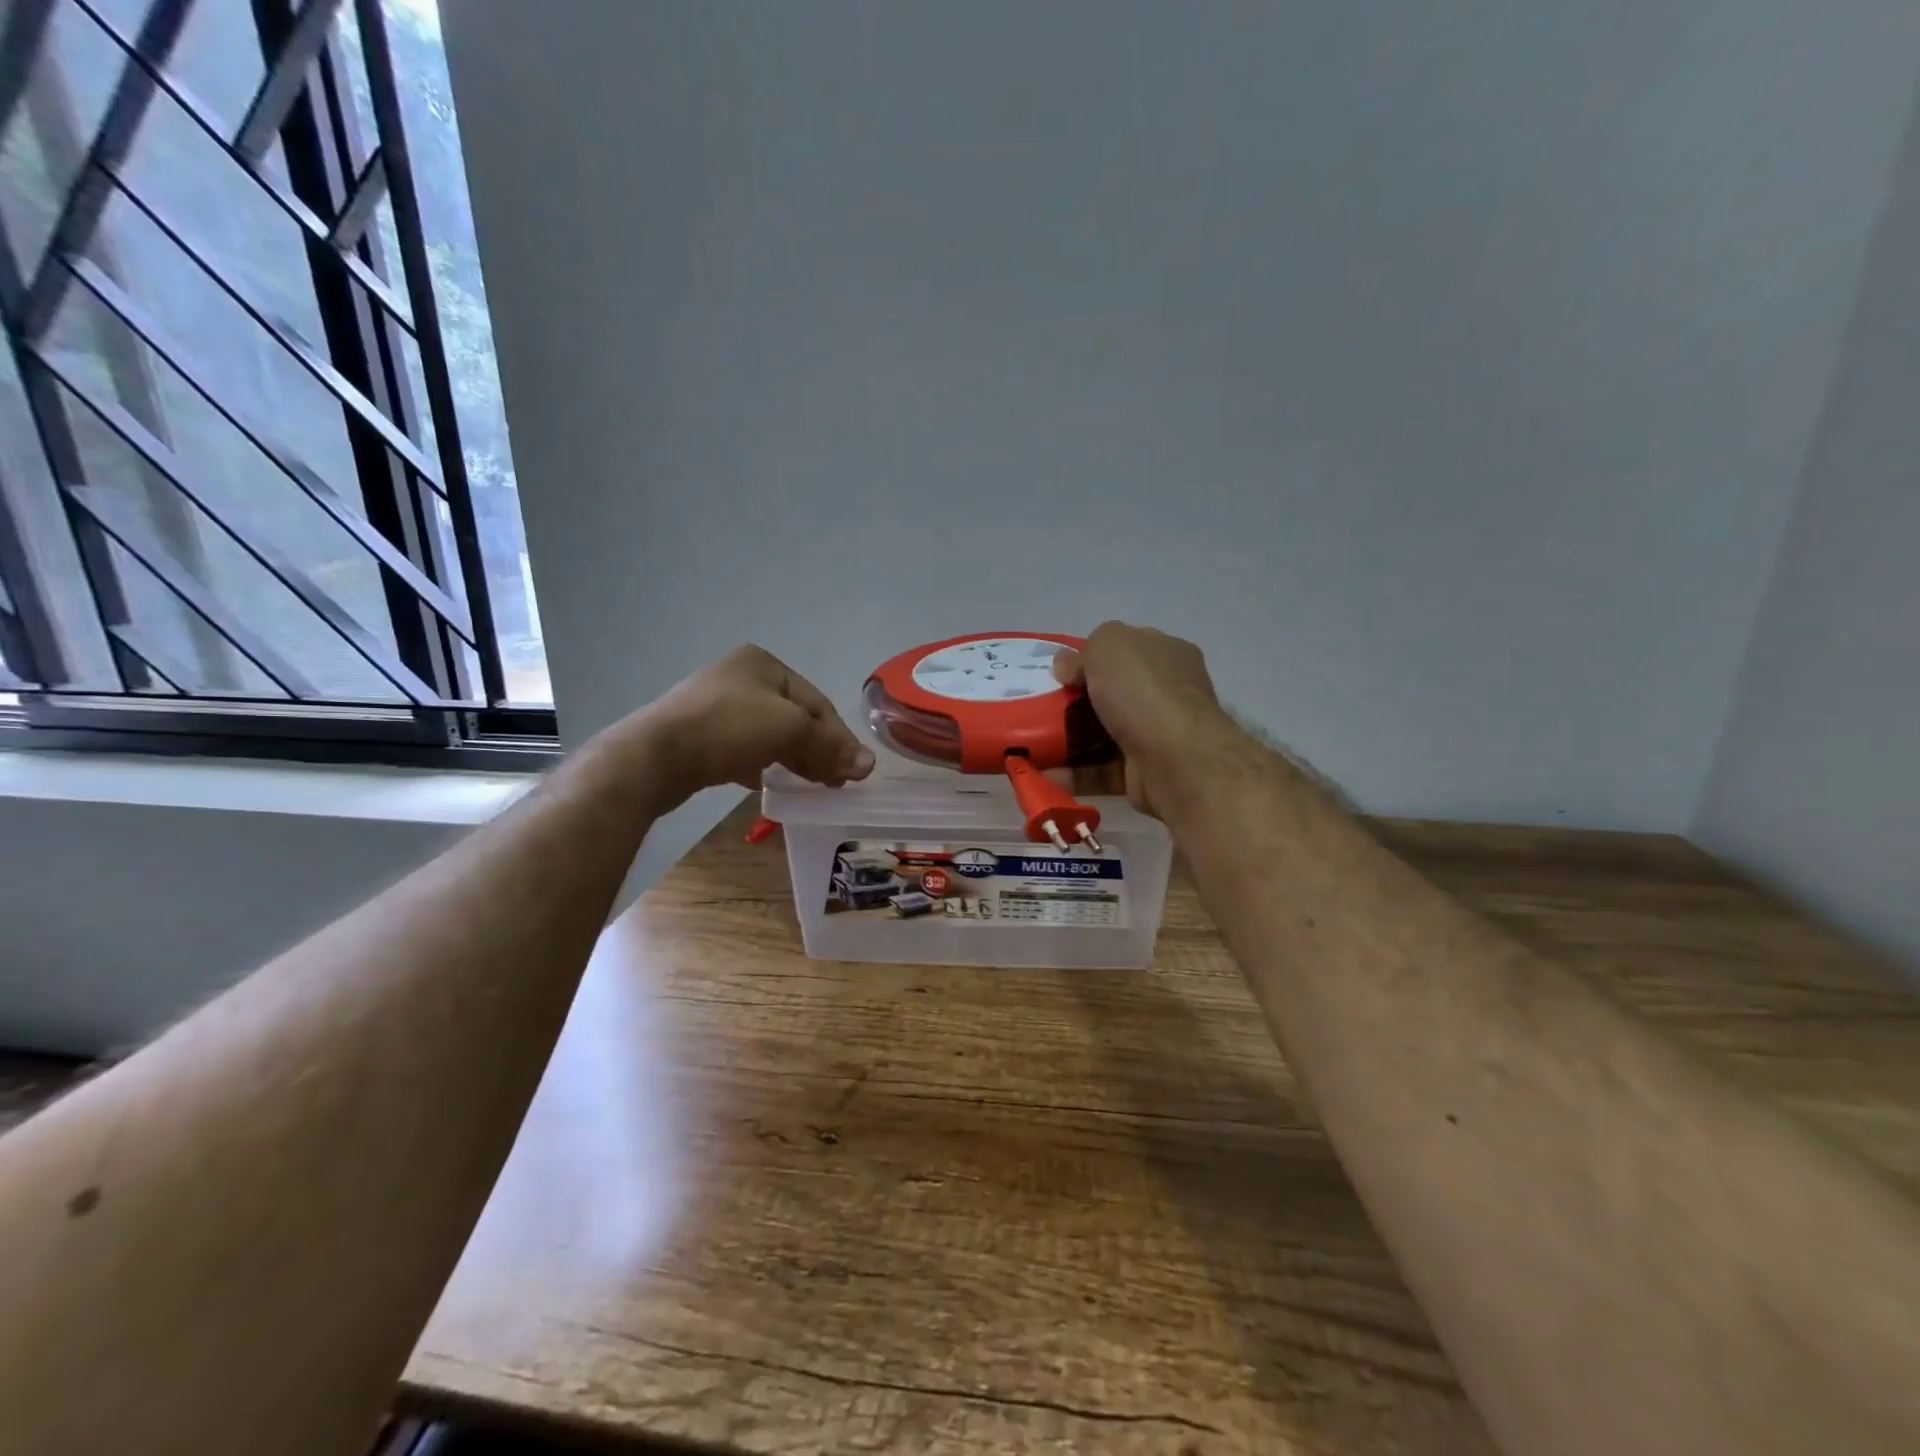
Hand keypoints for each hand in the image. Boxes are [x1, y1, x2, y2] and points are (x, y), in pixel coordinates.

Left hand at [622, 645, 875, 797]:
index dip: (841, 739)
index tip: (857, 772)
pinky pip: (744, 748)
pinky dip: (763, 764)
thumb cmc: (729, 728)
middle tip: (837, 782)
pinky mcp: (700, 735)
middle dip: (819, 749)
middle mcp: (741, 678)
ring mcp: (716, 706)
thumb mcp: (789, 729)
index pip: (817, 703)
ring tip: (812, 785)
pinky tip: (769, 783)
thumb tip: (869, 765)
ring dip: (794, 759)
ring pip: (770, 734)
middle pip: (794, 718)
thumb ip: (830, 745)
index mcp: (764, 664)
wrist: (655, 756)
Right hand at [1052, 622, 1239, 816]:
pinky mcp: (1144, 773)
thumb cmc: (1144, 692)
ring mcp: (1157, 735)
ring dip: (1069, 739)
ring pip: (1104, 734)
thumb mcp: (1109, 646)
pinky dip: (1074, 773)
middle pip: (1113, 692)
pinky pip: (1101, 770)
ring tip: (1033, 742)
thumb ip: (1084, 652)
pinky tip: (1044, 773)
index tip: (1060, 672)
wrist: (1177, 761)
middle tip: (1041, 707)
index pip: (1126, 648)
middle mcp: (1165, 693)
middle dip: (1076, 700)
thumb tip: (1066, 667)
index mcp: (1165, 654)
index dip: (1092, 656)